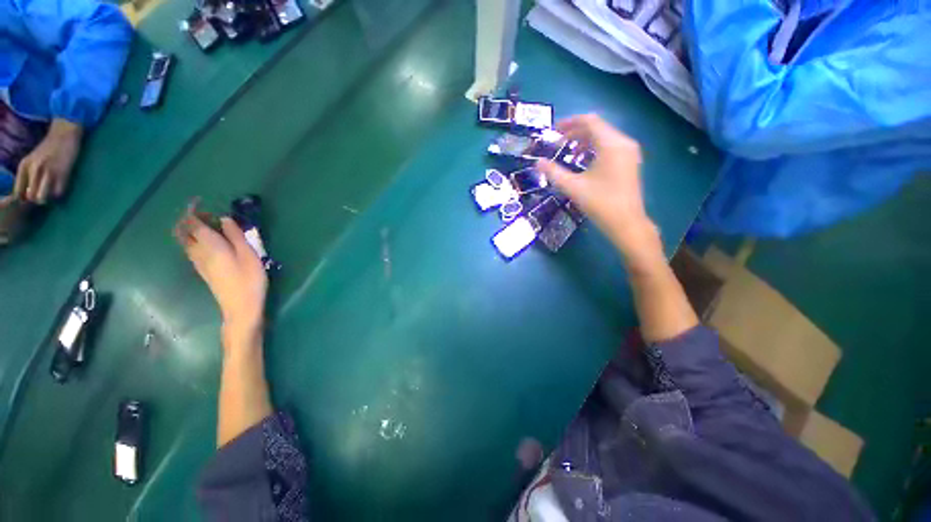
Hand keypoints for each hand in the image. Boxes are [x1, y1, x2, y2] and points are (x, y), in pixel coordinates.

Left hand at [14, 119, 82, 204]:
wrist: (64, 134)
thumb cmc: (49, 148)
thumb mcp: (33, 160)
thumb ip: (28, 175)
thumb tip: (27, 194)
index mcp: (24, 166)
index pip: (17, 192)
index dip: (23, 198)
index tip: (28, 198)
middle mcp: (34, 169)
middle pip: (31, 197)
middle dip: (37, 198)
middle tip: (42, 193)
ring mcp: (49, 171)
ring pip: (42, 198)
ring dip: (47, 197)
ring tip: (51, 191)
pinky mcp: (62, 174)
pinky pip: (58, 192)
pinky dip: (59, 192)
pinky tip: (60, 185)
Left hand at [175, 200, 267, 346]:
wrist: (240, 307)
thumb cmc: (248, 279)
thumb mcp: (248, 254)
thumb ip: (235, 235)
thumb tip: (224, 219)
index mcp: (209, 245)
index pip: (192, 222)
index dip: (192, 210)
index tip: (200, 200)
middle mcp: (198, 252)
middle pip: (183, 232)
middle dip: (189, 219)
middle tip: (206, 214)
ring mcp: (199, 263)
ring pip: (186, 241)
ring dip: (192, 230)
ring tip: (212, 226)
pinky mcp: (204, 271)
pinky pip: (193, 249)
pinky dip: (197, 240)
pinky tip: (213, 242)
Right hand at [537, 114, 661, 265]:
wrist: (626, 222)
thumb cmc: (599, 203)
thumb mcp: (573, 187)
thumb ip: (553, 172)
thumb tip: (537, 163)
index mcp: (611, 144)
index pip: (590, 121)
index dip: (570, 123)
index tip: (554, 131)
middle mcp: (623, 142)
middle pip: (597, 127)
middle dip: (576, 132)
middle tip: (558, 143)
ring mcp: (629, 152)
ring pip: (604, 136)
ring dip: (585, 141)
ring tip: (569, 152)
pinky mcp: (630, 161)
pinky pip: (611, 146)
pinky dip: (595, 148)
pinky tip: (584, 161)